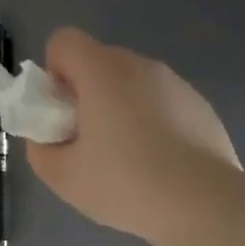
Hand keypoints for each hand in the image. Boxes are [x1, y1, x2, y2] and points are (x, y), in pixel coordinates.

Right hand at [26, 27, 238, 242]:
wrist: (204, 203)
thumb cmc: (125, 183)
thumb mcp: (63, 176)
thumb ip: (41, 148)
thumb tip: (48, 137)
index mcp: (103, 71)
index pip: (64, 42)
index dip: (54, 73)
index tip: (63, 114)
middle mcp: (140, 65)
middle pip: (99, 63)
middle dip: (87, 94)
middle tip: (90, 144)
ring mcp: (176, 83)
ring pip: (133, 84)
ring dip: (122, 108)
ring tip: (130, 160)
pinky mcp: (201, 105)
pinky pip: (162, 103)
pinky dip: (154, 123)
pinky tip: (162, 165)